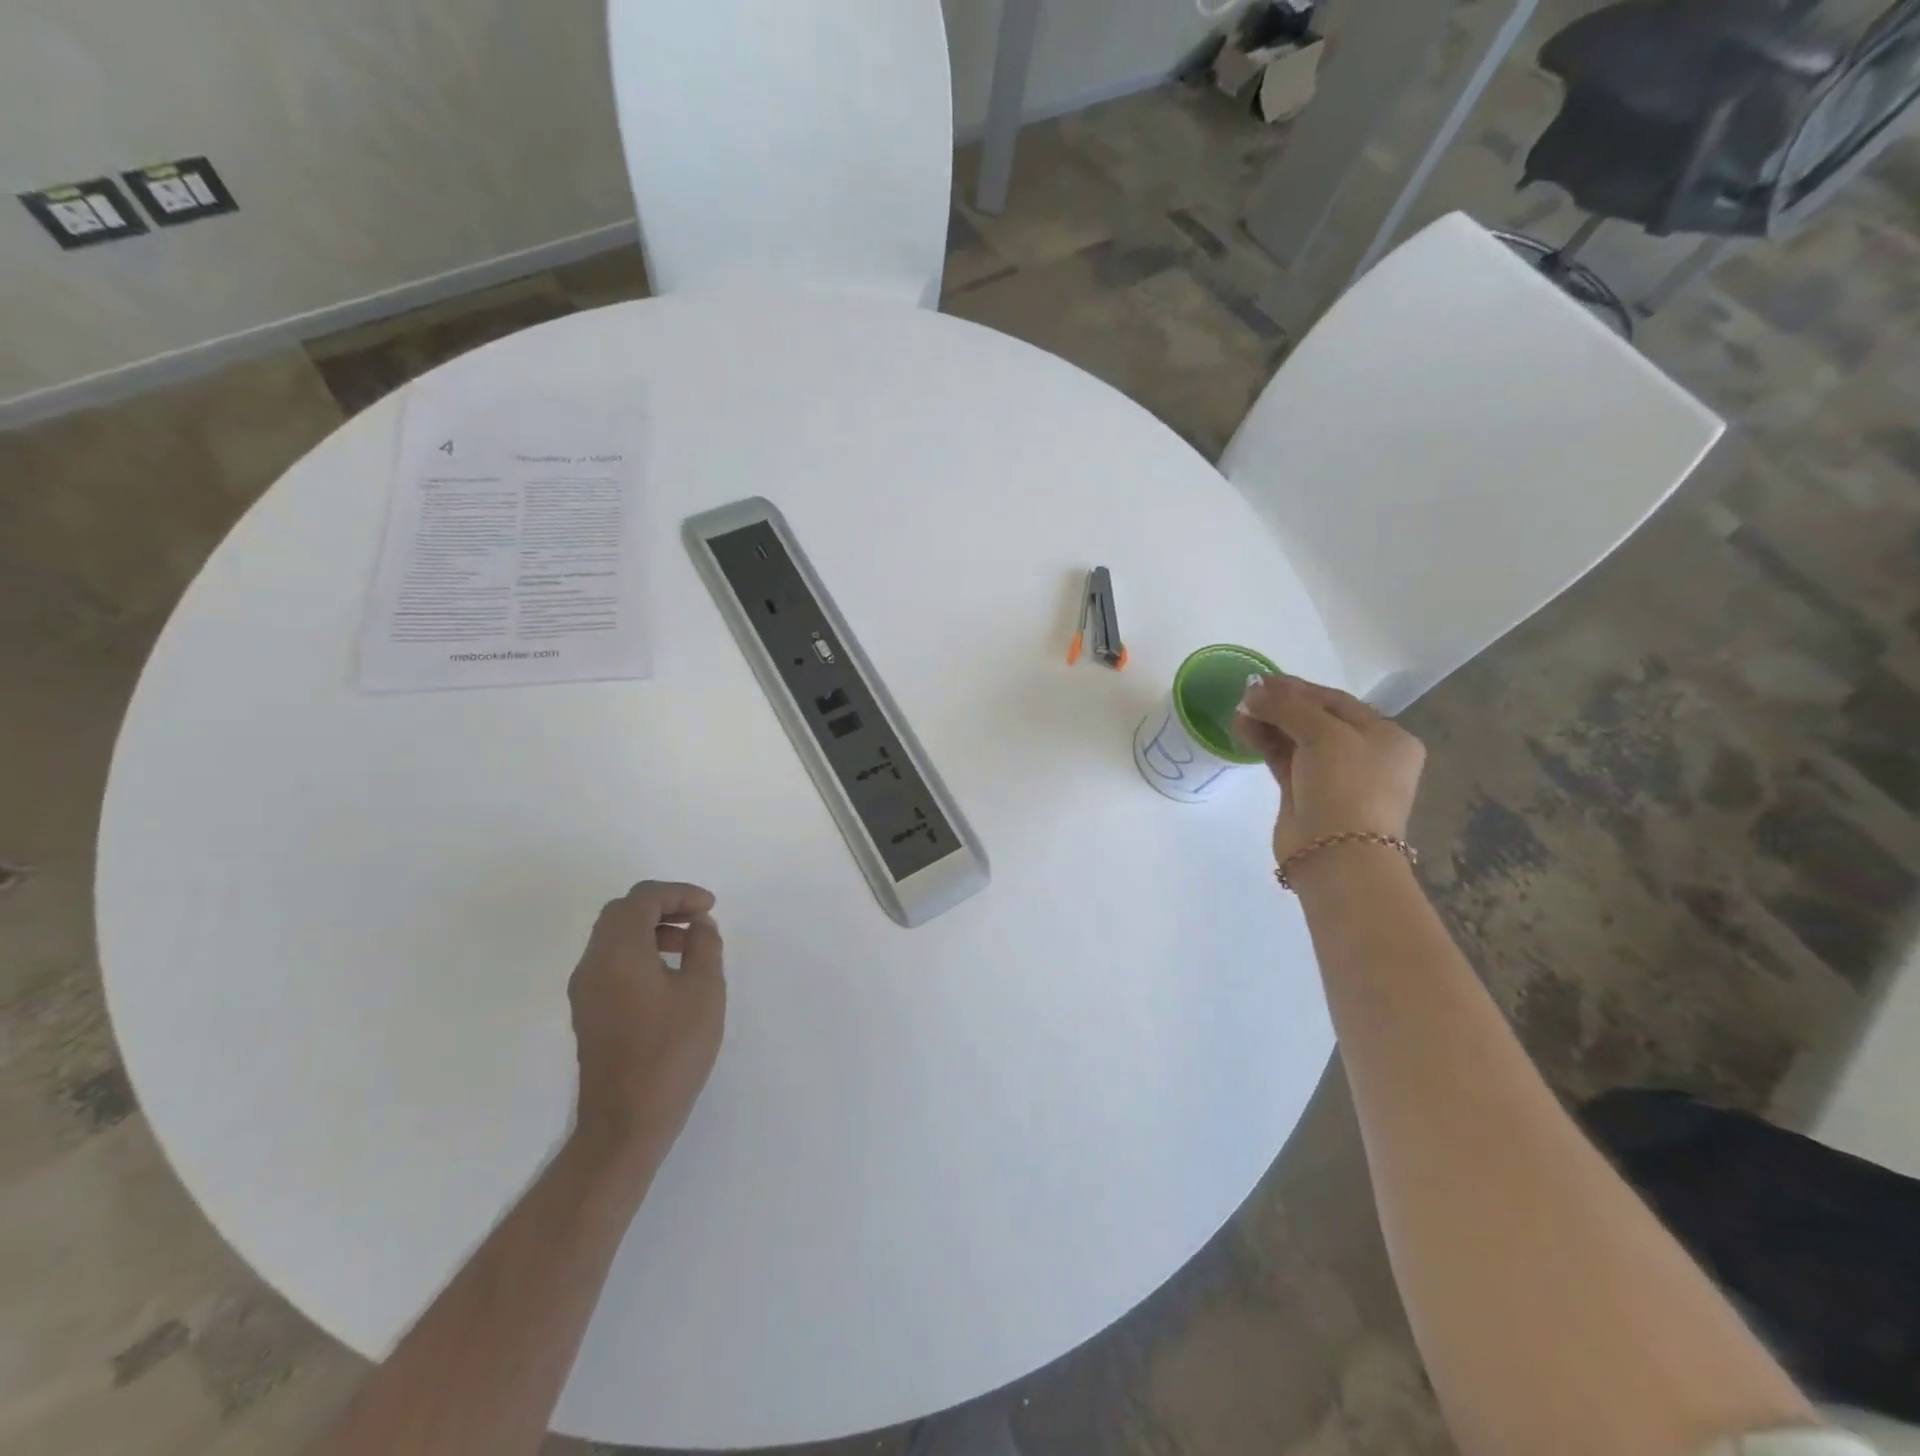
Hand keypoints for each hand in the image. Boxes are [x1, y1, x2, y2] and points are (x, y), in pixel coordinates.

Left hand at [567, 881, 725, 1171]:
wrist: (626, 1122)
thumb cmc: (671, 1052)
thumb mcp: (704, 992)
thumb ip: (704, 947)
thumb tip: (698, 925)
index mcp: (618, 952)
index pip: (643, 899)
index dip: (679, 893)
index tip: (710, 908)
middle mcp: (593, 963)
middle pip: (622, 912)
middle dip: (663, 905)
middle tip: (698, 918)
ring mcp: (585, 988)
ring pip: (614, 936)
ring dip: (651, 928)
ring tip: (689, 945)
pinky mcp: (588, 1010)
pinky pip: (610, 960)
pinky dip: (639, 950)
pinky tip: (669, 973)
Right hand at [1233, 674, 1425, 868]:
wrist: (1337, 855)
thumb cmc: (1347, 786)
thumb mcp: (1324, 734)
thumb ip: (1288, 706)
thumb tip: (1252, 691)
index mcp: (1387, 737)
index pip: (1337, 702)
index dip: (1300, 688)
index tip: (1263, 680)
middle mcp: (1364, 755)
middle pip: (1316, 720)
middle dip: (1281, 706)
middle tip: (1247, 695)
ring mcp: (1334, 777)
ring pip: (1296, 740)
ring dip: (1268, 723)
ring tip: (1238, 711)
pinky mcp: (1305, 795)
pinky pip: (1284, 760)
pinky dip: (1265, 743)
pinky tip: (1242, 729)